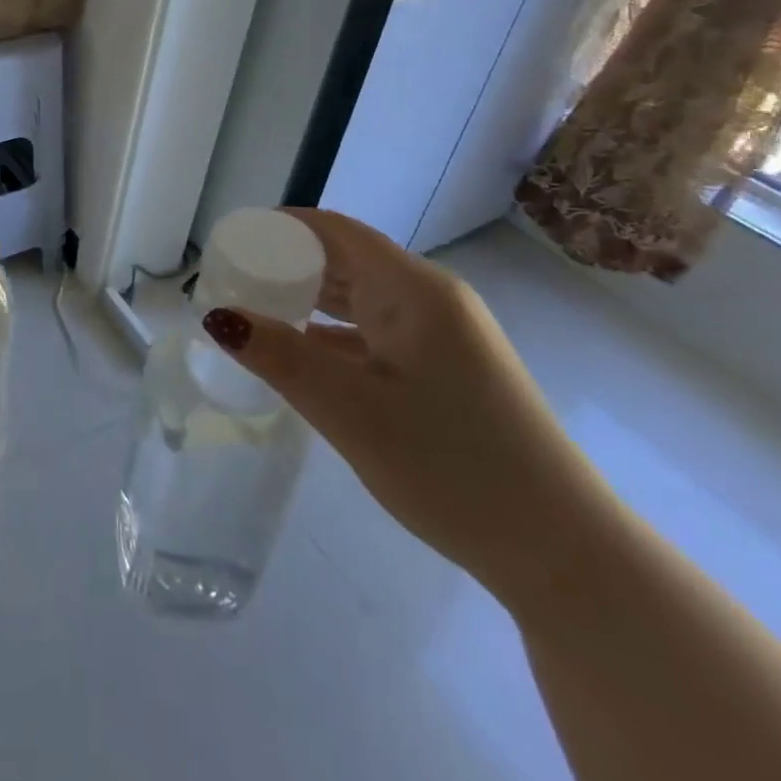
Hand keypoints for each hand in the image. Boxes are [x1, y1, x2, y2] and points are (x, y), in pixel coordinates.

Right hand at [205, 209, 622, 605]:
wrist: (563, 553)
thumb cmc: (453, 468)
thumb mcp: (351, 410)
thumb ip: (281, 356)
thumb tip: (218, 316)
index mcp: (414, 290)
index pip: (334, 231)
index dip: (280, 227)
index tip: (230, 243)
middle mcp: (431, 300)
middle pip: (345, 259)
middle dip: (286, 264)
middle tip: (230, 283)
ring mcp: (443, 336)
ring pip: (359, 298)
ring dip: (308, 300)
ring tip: (254, 313)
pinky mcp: (446, 369)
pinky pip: (375, 332)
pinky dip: (333, 334)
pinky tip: (301, 356)